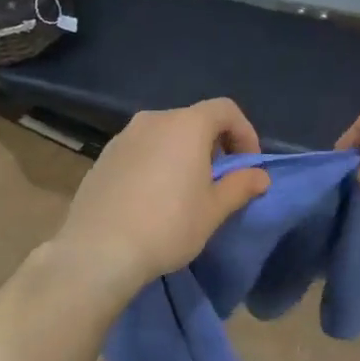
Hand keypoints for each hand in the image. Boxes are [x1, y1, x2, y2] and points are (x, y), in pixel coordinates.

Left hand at [52, 99, 270, 291]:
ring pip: (165, 135)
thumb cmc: (167, 225)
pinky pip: (141, 150)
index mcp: (186, 125)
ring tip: (186, 190)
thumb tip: (260, 176)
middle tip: (220, 180)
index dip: (244, 132)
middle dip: (214, 144)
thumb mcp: (213, 210)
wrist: (98, 250)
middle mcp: (153, 120)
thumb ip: (240, 186)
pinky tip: (153, 197)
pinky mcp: (103, 157)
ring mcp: (123, 137)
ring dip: (183, 153)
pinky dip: (156, 162)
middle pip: (194, 120)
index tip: (248, 165)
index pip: (225, 109)